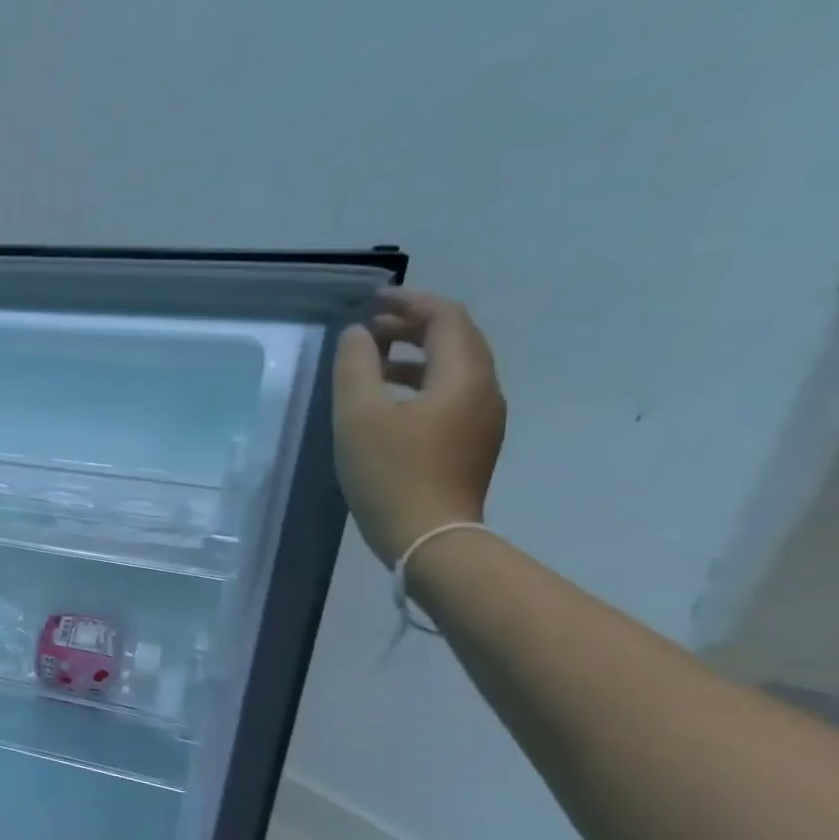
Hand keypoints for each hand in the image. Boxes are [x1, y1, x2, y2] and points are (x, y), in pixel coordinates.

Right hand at [333, 288, 505, 565]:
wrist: (428, 537)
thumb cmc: (391, 472)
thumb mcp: (358, 415)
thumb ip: (354, 366)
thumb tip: (356, 335)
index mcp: (464, 376)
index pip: (446, 318)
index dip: (410, 302)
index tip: (371, 302)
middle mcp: (484, 390)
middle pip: (455, 340)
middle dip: (412, 326)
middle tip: (368, 329)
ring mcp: (482, 420)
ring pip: (452, 369)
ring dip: (414, 356)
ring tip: (371, 362)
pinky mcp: (471, 444)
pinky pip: (449, 396)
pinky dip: (419, 383)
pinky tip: (388, 402)